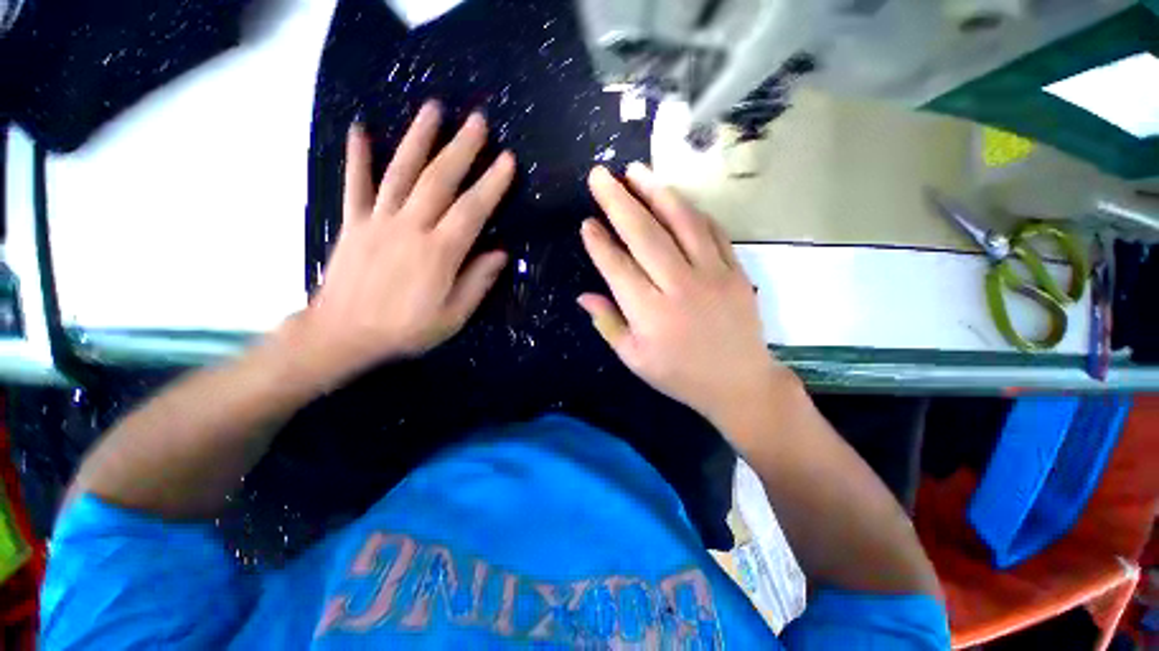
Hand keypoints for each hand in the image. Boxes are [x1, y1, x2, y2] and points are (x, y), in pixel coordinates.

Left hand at [294, 101, 513, 383]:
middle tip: (478, 121)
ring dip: (418, 138)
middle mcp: (409, 228)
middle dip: (461, 148)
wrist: (342, 335)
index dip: (492, 184)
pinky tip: (361, 129)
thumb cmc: (405, 330)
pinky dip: (358, 157)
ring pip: (401, 172)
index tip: (507, 160)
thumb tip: (500, 253)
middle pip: (438, 180)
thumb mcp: (452, 317)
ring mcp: (377, 221)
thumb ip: (477, 282)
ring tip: (433, 109)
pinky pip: (355, 185)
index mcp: (438, 254)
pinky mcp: (353, 223)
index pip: (472, 211)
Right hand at [579, 164, 787, 439]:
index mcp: (650, 314)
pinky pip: (712, 230)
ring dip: (656, 192)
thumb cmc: (679, 375)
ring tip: (635, 170)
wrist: (739, 383)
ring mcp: (712, 274)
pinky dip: (691, 210)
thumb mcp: (635, 358)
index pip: (618, 268)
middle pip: (645, 235)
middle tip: (600, 175)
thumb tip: (583, 296)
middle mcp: (679, 287)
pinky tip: (674, 197)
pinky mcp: (735, 270)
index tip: (586, 222)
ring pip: (681, 222)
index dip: (599, 243)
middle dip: (618, 202)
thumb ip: (608, 324)